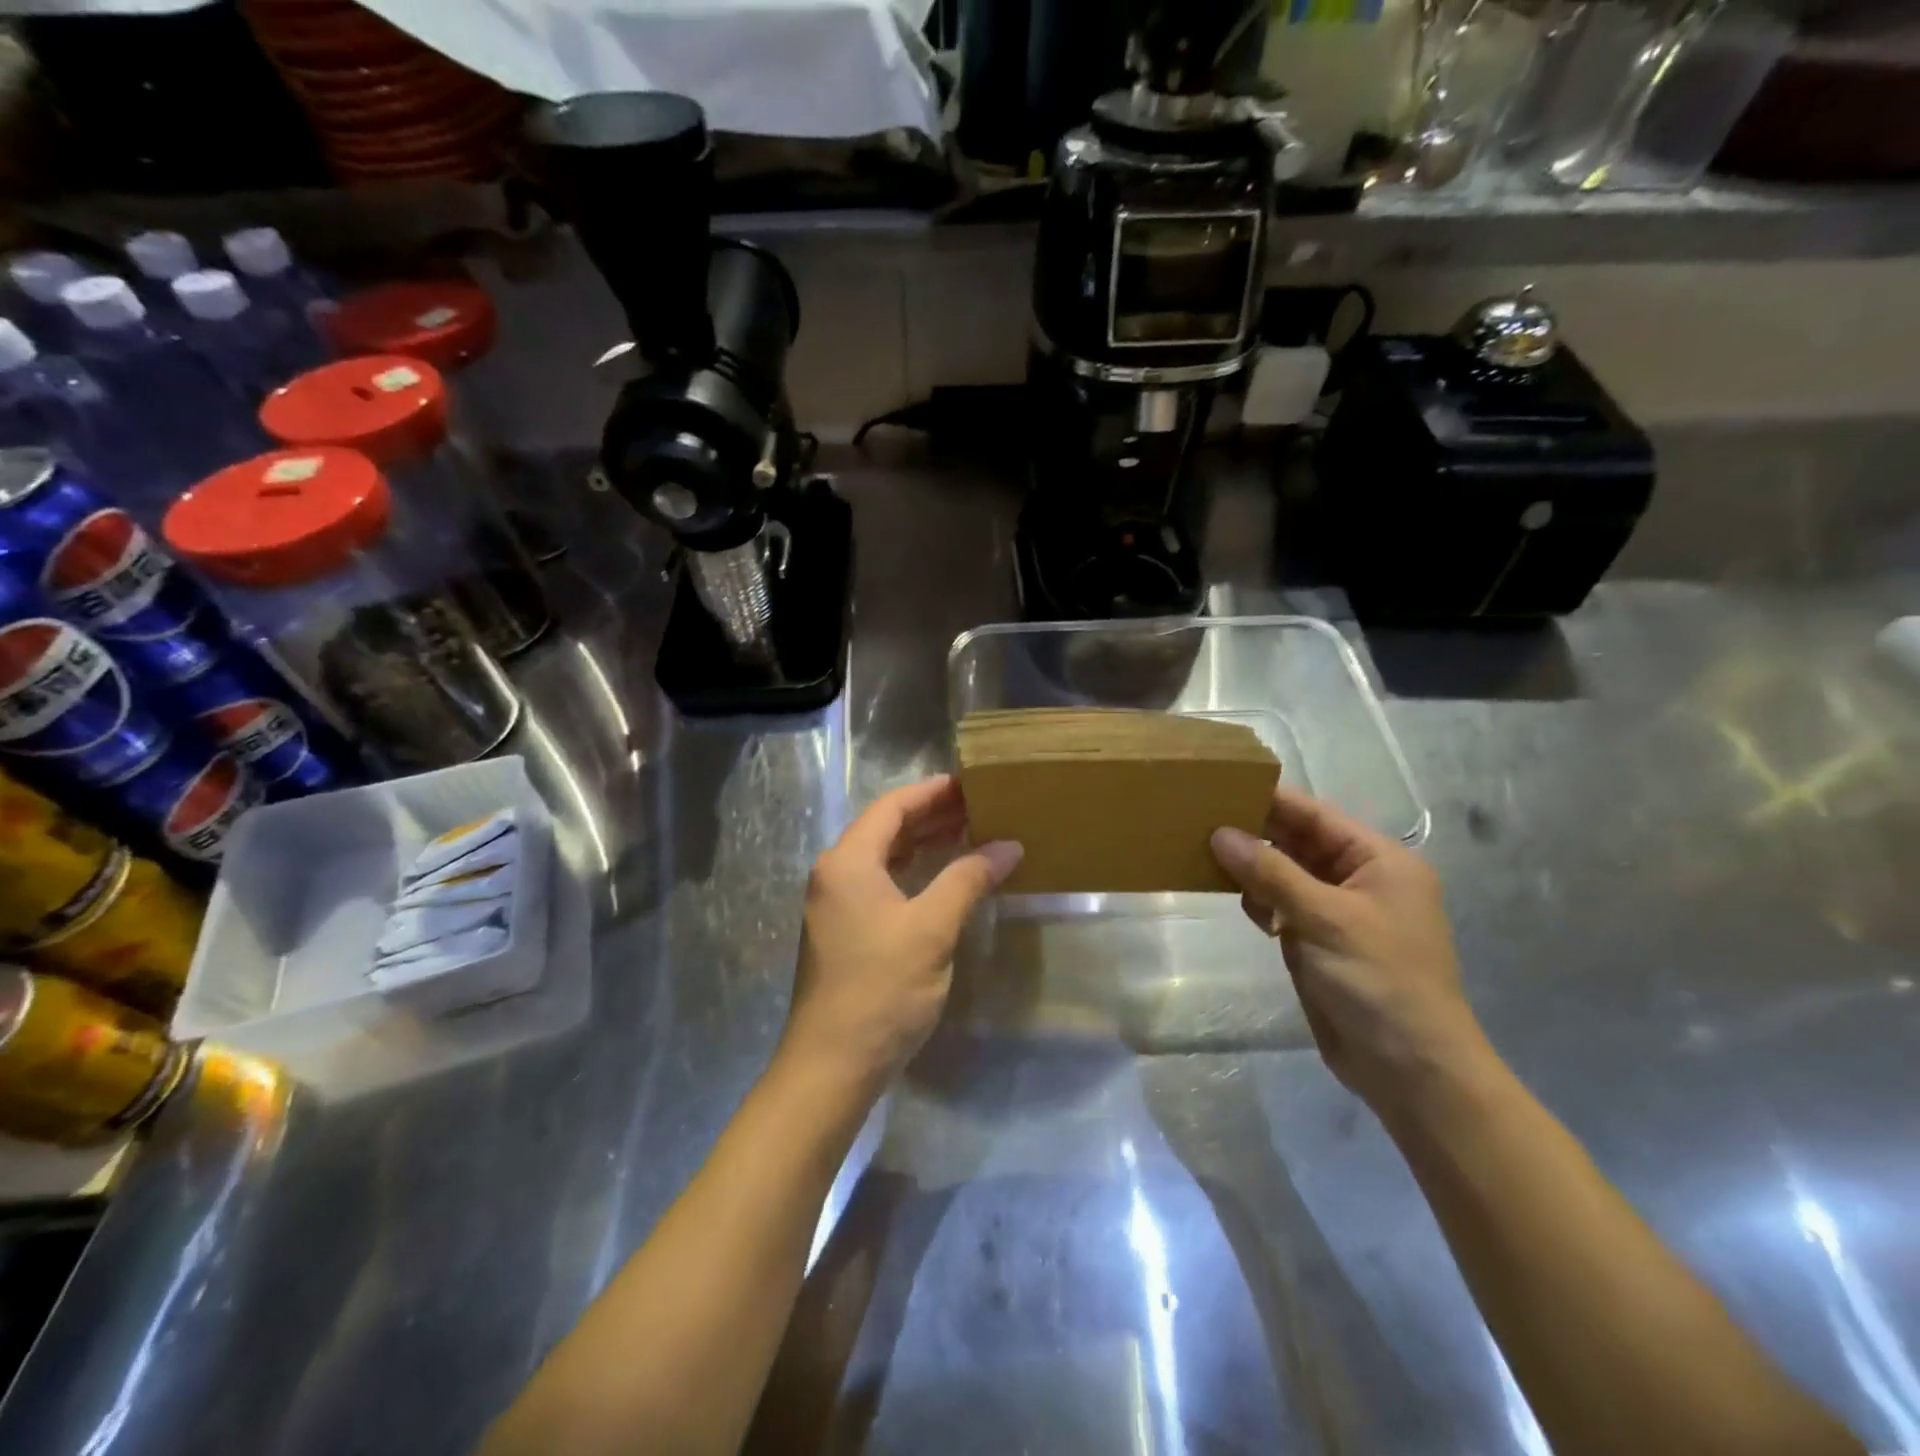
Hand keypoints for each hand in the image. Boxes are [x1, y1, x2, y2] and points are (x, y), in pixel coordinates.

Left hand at [783, 776, 1021, 1089]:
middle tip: (980, 806)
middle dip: (932, 815)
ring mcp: (835, 903)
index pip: (893, 806)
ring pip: (883, 856)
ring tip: (970, 832)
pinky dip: (913, 871)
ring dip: (923, 842)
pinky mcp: (843, 929)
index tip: (972, 782)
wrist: (832, 1065)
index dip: (932, 791)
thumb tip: (1009, 846)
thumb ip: (968, 880)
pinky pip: (881, 882)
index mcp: (848, 861)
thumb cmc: (881, 989)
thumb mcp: (931, 929)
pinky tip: (944, 877)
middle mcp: (834, 873)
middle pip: (886, 828)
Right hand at [1210, 785, 1491, 1118]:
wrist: (1410, 1071)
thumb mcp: (1325, 919)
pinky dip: (1260, 901)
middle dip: (1255, 833)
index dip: (1271, 800)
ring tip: (1206, 856)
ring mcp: (1339, 912)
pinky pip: (1282, 906)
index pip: (1317, 816)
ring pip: (1285, 874)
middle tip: (1200, 821)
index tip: (1220, 786)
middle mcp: (1360, 879)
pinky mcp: (1319, 942)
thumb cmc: (1379, 981)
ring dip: (1253, 868)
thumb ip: (1271, 873)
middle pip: (1299, 843)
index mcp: (1379, 861)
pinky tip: (1240, 902)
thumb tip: (1220, 834)